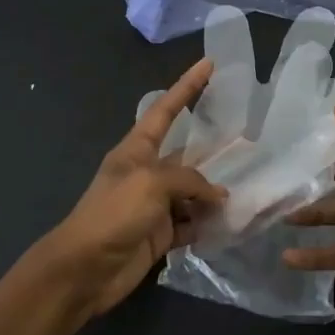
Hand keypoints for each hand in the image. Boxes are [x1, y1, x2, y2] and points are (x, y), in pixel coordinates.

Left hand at [34, 58, 226, 320]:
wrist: (84, 270)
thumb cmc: (113, 215)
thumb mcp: (151, 184)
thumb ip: (189, 180)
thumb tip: (217, 196)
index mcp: (136, 151)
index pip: (166, 110)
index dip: (187, 86)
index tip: (209, 65)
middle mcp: (147, 173)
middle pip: (187, 155)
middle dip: (214, 151)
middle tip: (250, 142)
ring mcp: (154, 205)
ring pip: (193, 192)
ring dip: (214, 194)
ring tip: (247, 191)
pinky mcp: (160, 234)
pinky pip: (191, 222)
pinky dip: (207, 223)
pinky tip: (228, 224)